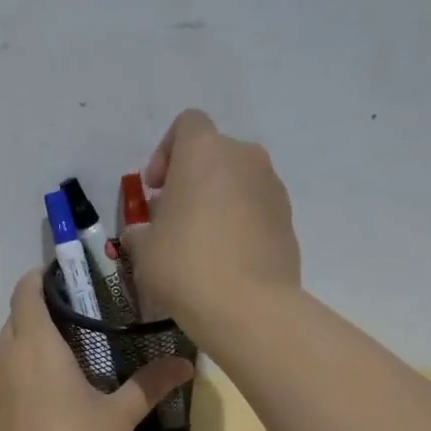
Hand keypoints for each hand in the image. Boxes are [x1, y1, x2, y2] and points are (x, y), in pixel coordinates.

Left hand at [0, 270, 192, 430]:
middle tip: (78, 320)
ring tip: (65, 360)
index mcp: (36, 346)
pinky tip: (44, 402)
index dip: (40, 278)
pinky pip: (1, 382)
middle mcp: (5, 359)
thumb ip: (149, 386)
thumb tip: (186, 363)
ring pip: (6, 352)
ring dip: (29, 347)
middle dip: (40, 312)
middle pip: (15, 319)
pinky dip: (19, 378)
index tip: (64, 278)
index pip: (25, 291)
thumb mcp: (117, 418)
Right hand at [131, 109, 300, 347]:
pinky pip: (256, 210)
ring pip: (238, 182)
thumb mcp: (144, 249)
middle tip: (173, 217)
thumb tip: (142, 232)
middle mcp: (245, 158)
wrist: (248, 306)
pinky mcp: (289, 220)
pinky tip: (225, 260)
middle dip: (192, 179)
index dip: (166, 152)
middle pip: (214, 154)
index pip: (187, 124)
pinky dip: (240, 223)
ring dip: (218, 201)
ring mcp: (273, 188)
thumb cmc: (185, 264)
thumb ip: (141, 231)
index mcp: (205, 152)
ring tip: (200, 242)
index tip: (155, 189)